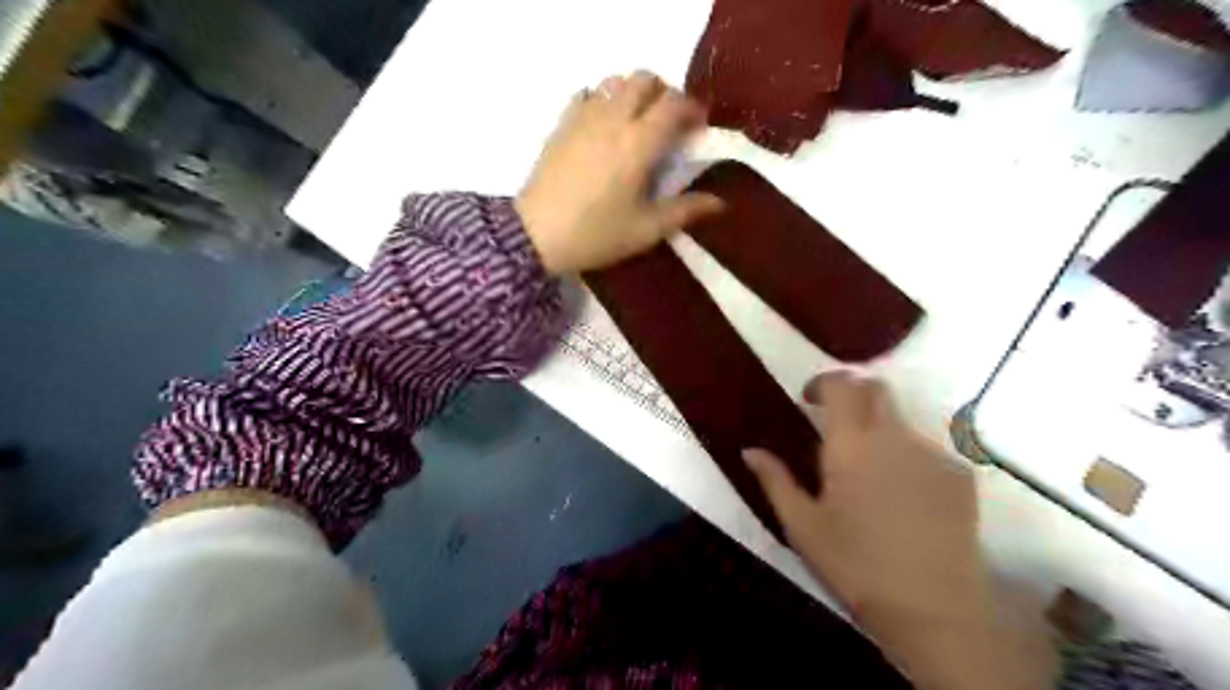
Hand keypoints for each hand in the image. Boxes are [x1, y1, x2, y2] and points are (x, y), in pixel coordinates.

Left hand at [516, 69, 723, 275]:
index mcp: (639, 143)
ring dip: (634, 93)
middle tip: (670, 123)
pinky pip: (587, 94)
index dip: (693, 109)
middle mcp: (614, 119)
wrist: (537, 235)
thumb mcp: (646, 230)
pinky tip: (603, 125)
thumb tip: (720, 203)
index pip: (674, 104)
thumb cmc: (596, 234)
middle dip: (665, 93)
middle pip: (645, 80)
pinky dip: (602, 99)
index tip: (698, 128)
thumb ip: (685, 211)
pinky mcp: (562, 124)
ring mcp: (584, 117)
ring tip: (638, 123)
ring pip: (616, 81)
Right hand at [738, 374, 1046, 689]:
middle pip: (877, 388)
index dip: (823, 382)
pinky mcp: (960, 475)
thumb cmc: (855, 565)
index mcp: (851, 444)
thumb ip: (775, 480)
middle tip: (835, 422)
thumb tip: (749, 450)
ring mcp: (933, 453)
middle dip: (853, 393)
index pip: (842, 385)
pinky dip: (907, 457)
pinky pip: (927, 449)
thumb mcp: (802, 526)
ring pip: (901, 421)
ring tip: (869, 474)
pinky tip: (903, 496)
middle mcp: (894, 436)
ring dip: (879, 430)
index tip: (808, 399)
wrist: (934, 609)